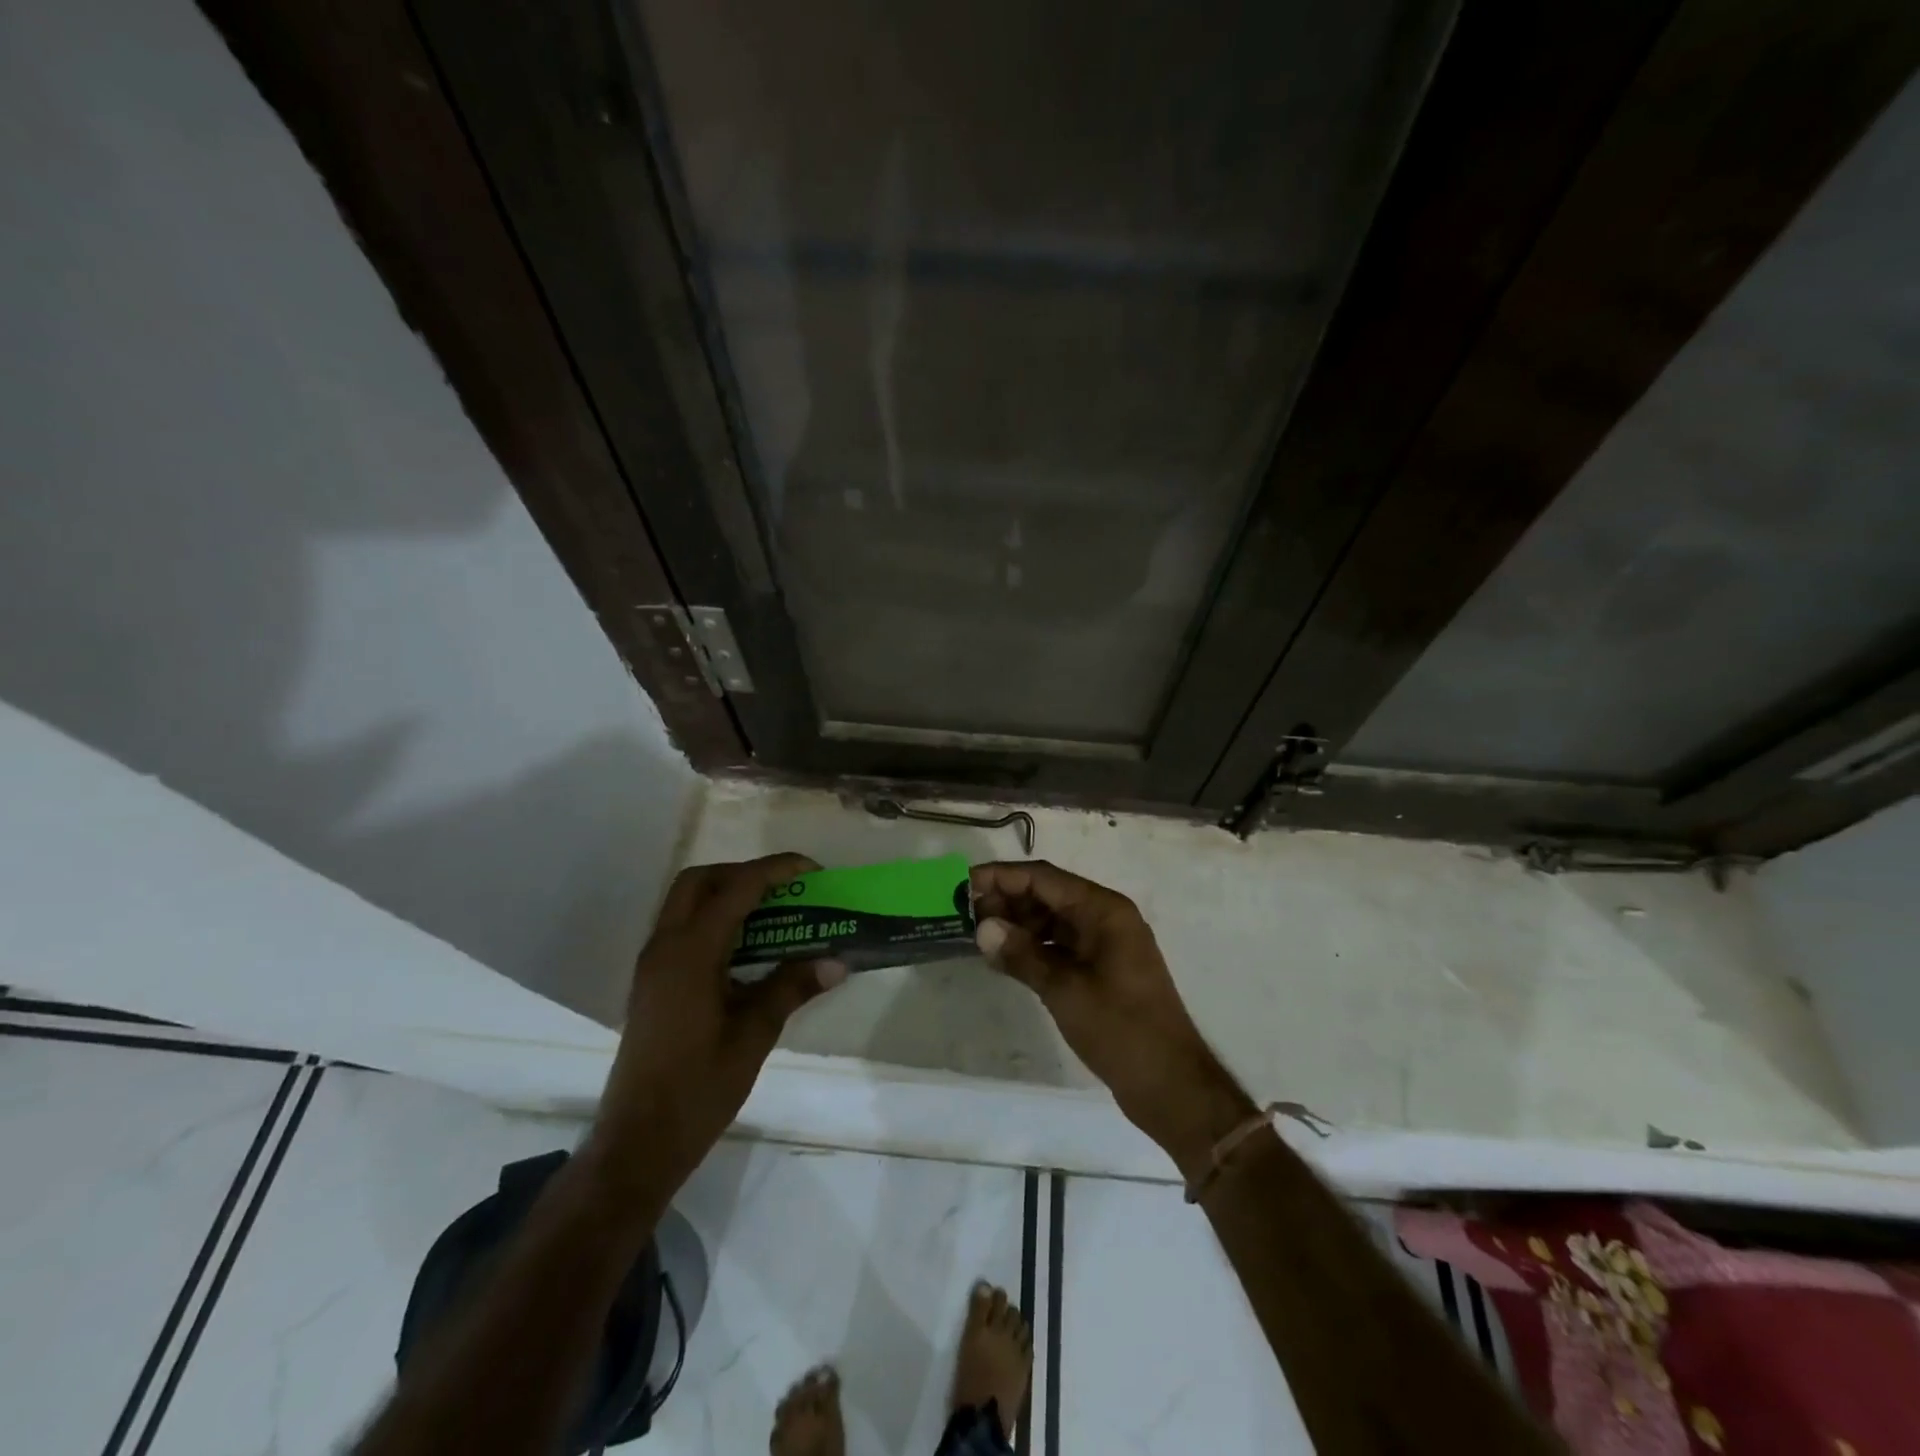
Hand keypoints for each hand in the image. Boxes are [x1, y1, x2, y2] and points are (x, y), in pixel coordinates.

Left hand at [584, 854, 847, 1205]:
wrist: (638, 1142)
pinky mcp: (651, 982)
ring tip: (772, 913)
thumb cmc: (699, 1089)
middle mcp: (665, 947)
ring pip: (686, 902)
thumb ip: (792, 988)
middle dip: (744, 873)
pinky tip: (746, 949)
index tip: (812, 870)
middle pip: (700, 881)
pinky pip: (682, 928)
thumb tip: (837, 961)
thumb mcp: (754, 1035)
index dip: (776, 870)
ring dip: (727, 894)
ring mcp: (653, 964)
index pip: (736, 888)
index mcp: (690, 953)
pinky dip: (714, 920)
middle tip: (785, 890)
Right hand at [970, 860, 1255, 1177]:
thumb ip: (1022, 955)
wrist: (1170, 1084)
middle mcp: (1106, 917)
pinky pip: (1061, 944)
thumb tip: (982, 928)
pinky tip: (1007, 958)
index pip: (1044, 878)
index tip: (964, 884)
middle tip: (965, 915)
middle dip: (1007, 900)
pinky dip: (1034, 947)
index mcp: (1104, 910)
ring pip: (1053, 919)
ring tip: (980, 937)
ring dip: (1018, 924)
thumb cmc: (1120, 1029)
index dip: (1002, 877)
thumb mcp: (1065, 990)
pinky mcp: (1102, 969)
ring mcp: (1106, 944)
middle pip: (1048, 894)